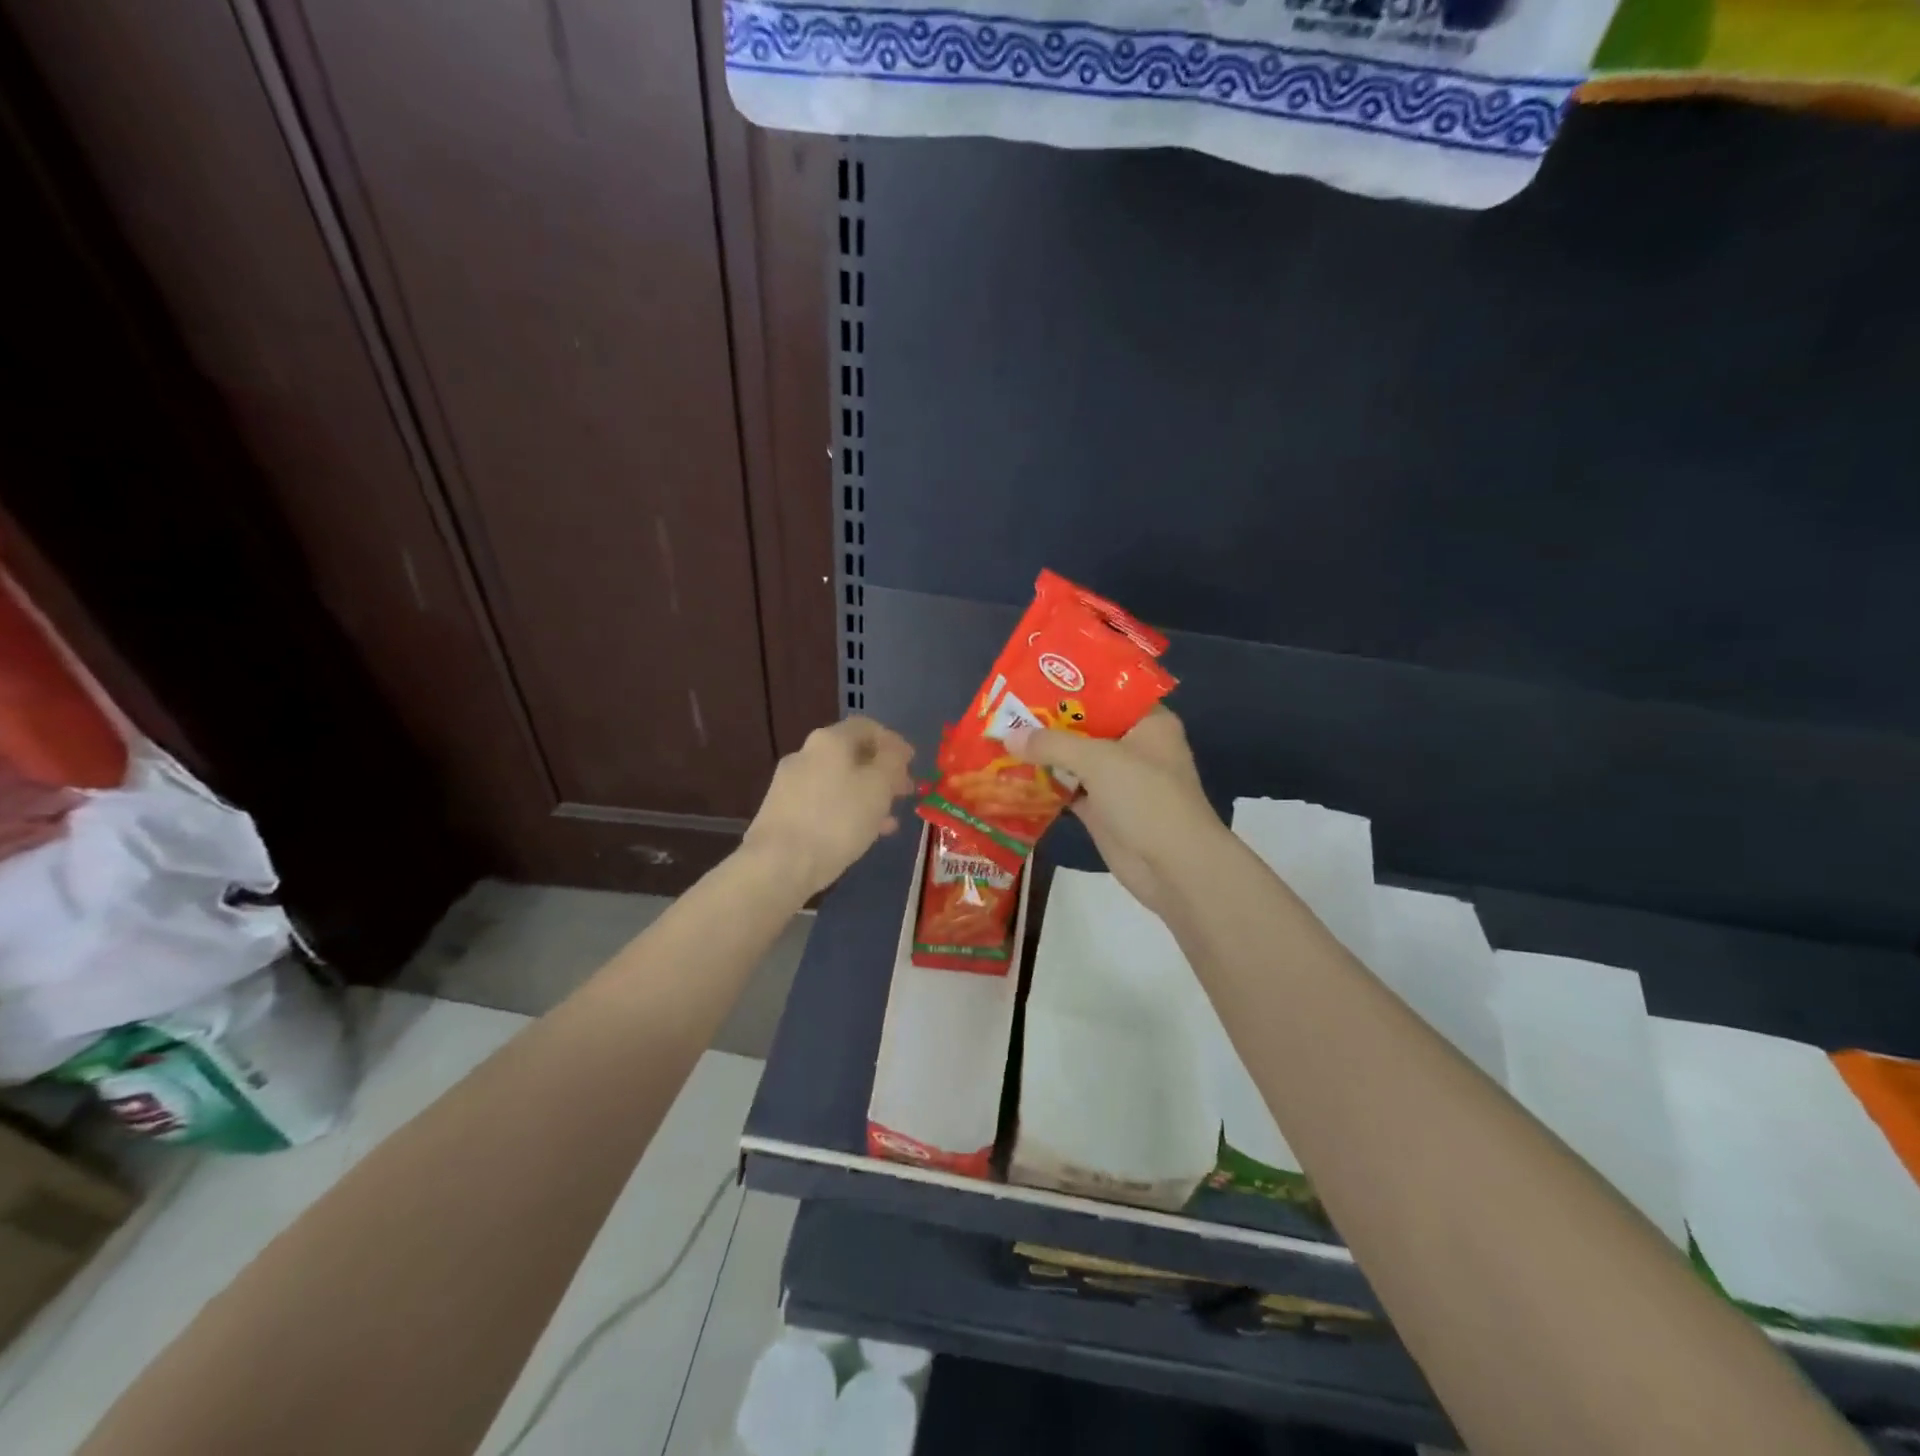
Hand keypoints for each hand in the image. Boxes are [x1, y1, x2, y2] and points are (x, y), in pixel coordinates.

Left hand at [742, 717, 915, 896]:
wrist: (778, 864)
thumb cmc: (837, 819)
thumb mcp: (879, 787)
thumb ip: (892, 762)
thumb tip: (894, 751)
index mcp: (830, 740)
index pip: (867, 727)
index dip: (894, 742)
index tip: (912, 763)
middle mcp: (806, 754)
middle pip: (851, 754)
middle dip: (881, 771)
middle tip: (904, 791)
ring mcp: (790, 783)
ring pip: (839, 781)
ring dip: (867, 794)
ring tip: (889, 818)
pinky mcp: (782, 812)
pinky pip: (824, 803)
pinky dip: (847, 811)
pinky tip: (863, 833)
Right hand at [1006, 706, 1223, 917]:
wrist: (1174, 867)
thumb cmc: (1146, 798)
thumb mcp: (1098, 760)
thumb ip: (1052, 744)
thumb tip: (1008, 735)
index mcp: (1147, 723)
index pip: (1107, 693)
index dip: (1070, 686)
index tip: (1032, 679)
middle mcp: (1134, 747)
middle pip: (1085, 727)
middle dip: (1048, 721)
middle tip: (1006, 708)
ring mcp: (1118, 781)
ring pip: (1074, 760)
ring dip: (1042, 754)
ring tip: (1000, 736)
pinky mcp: (1103, 810)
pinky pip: (1068, 789)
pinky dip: (1045, 784)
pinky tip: (1012, 774)